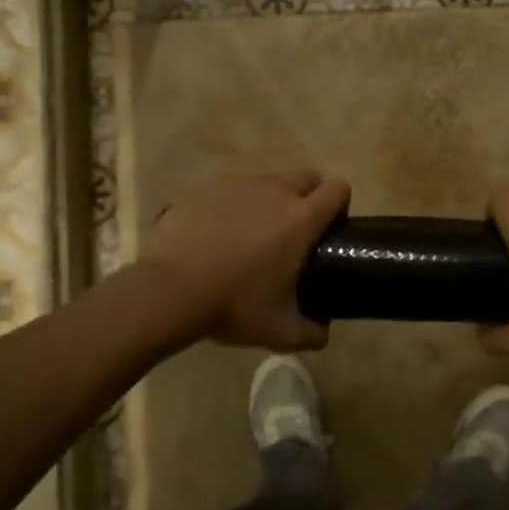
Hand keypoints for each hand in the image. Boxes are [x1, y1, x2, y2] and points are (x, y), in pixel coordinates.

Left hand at [140, 171, 349, 350]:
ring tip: (254, 236)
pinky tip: (219, 236)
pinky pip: (232, 191)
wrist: (168, 291)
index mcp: (301, 218)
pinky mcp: (206, 190)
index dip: (340, 205)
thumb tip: (323, 333)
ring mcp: (238, 186)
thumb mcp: (280, 330)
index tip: (330, 230)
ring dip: (271, 201)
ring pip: (269, 182)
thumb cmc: (234, 305)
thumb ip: (311, 332)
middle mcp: (275, 192)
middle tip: (296, 233)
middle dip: (309, 197)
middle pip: (307, 177)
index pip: (338, 189)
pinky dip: (235, 207)